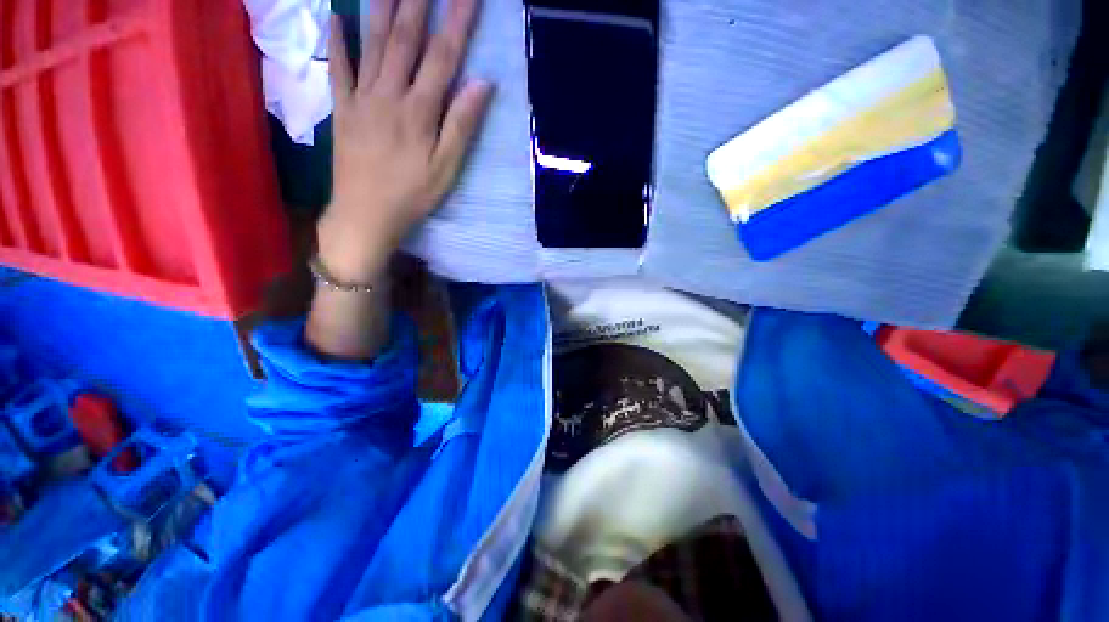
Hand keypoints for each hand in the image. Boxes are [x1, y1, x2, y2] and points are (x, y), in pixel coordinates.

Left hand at [320, 0, 493, 282]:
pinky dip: (336, 40)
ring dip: (380, 6)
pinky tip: (336, 15)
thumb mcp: (446, 168)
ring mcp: (361, 98)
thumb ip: (462, 125)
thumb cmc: (413, 195)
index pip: (443, 56)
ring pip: (371, 43)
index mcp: (419, 111)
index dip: (457, 22)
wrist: (366, 214)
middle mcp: (388, 94)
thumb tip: (482, 83)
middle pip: (404, 38)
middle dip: (419, 2)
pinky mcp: (342, 108)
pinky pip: (337, 68)